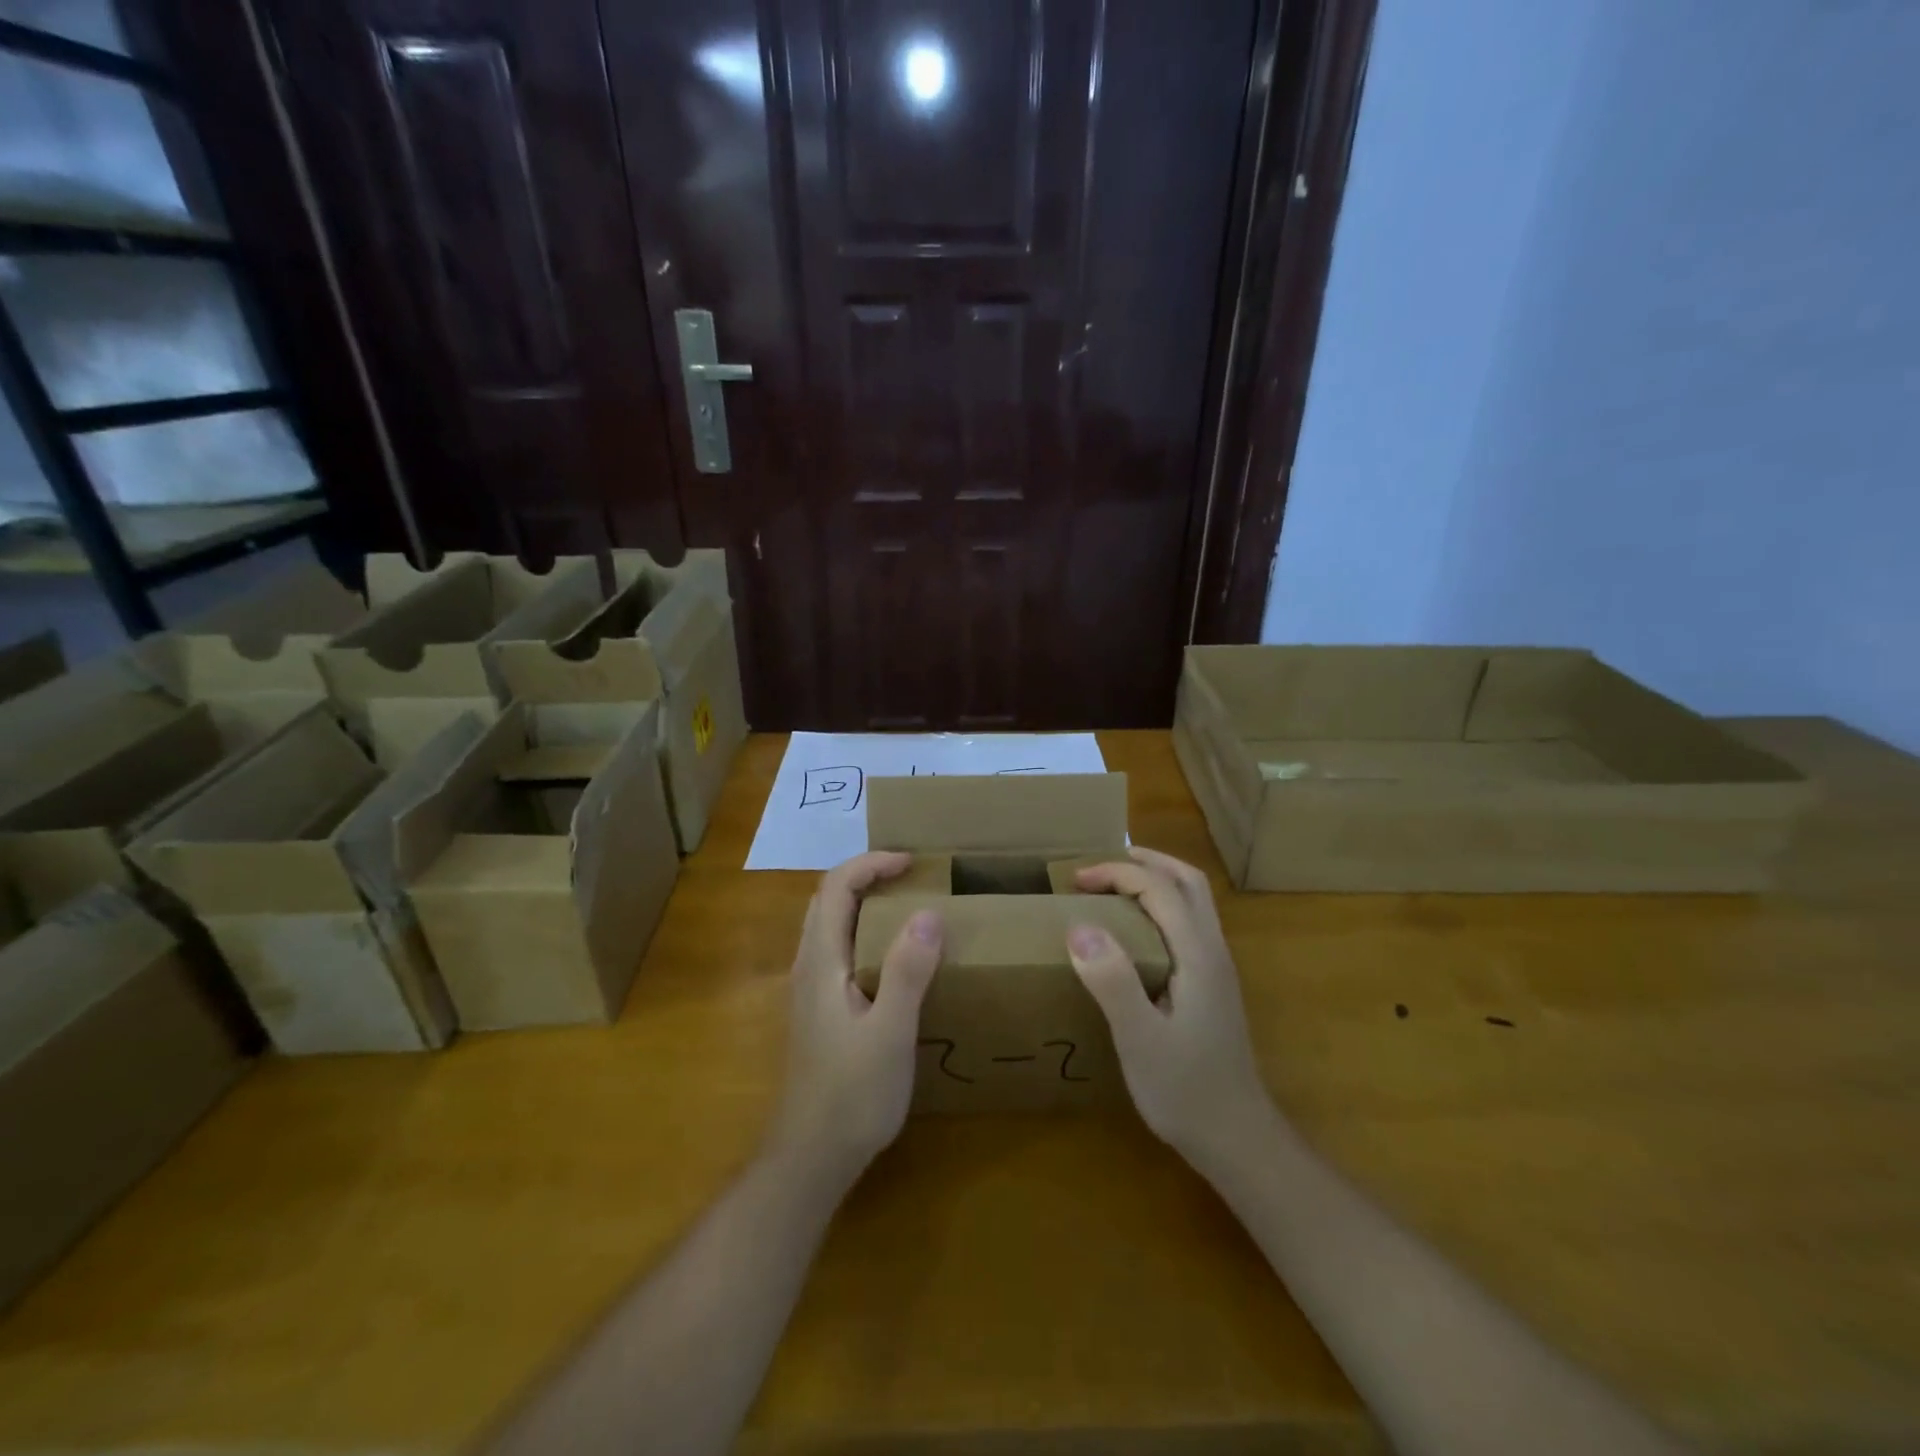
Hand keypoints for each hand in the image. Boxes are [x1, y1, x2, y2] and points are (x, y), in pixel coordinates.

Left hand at [771, 851, 942, 1184]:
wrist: (811, 1156)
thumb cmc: (852, 1094)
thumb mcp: (890, 1032)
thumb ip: (908, 971)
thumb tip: (928, 913)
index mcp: (821, 962)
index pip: (835, 887)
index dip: (871, 864)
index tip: (912, 863)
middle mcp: (808, 966)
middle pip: (828, 899)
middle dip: (867, 876)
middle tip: (913, 877)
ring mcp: (810, 989)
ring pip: (831, 924)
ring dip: (865, 902)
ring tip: (909, 906)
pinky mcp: (820, 1010)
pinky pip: (840, 950)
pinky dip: (865, 931)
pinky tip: (895, 956)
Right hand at [1068, 848, 1271, 1168]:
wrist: (1237, 1139)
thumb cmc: (1185, 1090)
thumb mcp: (1140, 1039)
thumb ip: (1112, 981)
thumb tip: (1079, 927)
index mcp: (1198, 955)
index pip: (1160, 888)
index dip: (1117, 873)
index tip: (1076, 880)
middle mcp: (1213, 951)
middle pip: (1188, 882)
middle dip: (1145, 862)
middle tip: (1101, 866)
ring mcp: (1217, 969)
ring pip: (1193, 902)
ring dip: (1156, 881)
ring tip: (1114, 887)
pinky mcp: (1211, 986)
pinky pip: (1188, 925)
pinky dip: (1160, 907)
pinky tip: (1134, 932)